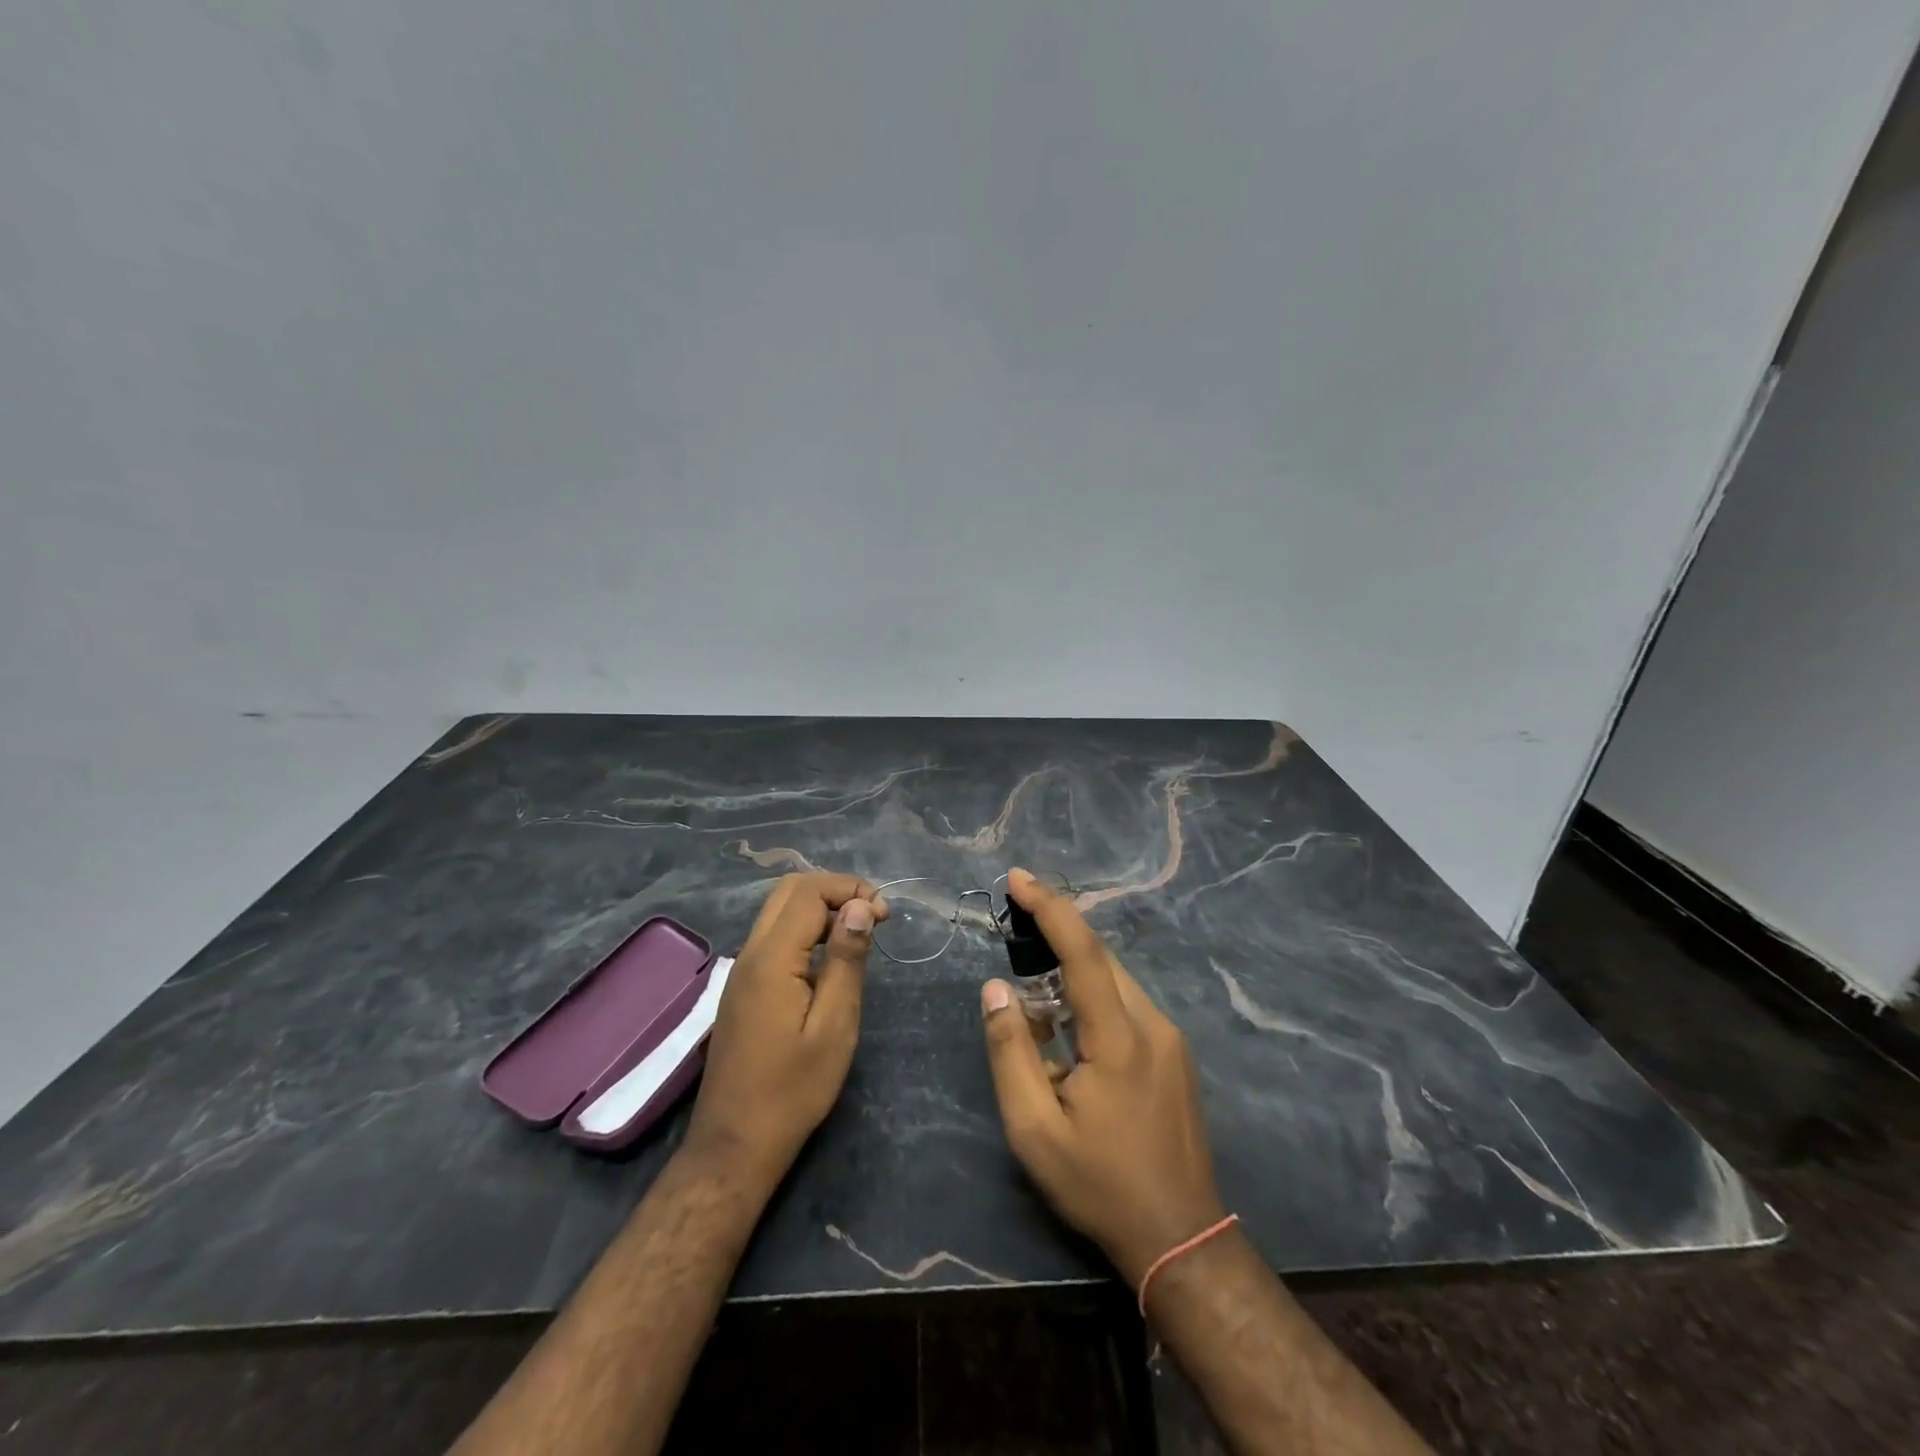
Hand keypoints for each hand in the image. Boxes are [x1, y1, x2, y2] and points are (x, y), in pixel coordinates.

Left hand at [687, 873, 887, 1185]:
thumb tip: (859, 908)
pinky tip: (829, 958)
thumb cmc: (794, 1089)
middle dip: (835, 890)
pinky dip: (805, 929)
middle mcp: (750, 953)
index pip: (810, 893)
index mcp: (772, 959)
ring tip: (857, 934)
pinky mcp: (742, 988)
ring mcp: (741, 970)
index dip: (851, 891)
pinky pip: (773, 936)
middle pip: (789, 891)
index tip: (885, 917)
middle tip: (872, 917)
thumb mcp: (834, 1025)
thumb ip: (846, 960)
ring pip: (779, 911)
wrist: (735, 1143)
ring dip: (820, 908)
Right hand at [980, 868, 1225, 1286]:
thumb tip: (996, 989)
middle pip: (1101, 960)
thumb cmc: (1100, 1185)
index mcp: (1119, 1039)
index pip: (1084, 953)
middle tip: (1014, 929)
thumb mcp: (1035, 1131)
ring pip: (1116, 982)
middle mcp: (1153, 1024)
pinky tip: (1071, 1033)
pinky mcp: (1176, 1055)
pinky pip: (1128, 1006)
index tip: (1018, 877)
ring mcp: (1171, 1039)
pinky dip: (1094, 998)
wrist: (1182, 1237)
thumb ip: (1011, 1053)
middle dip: (1057, 935)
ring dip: (1074, 973)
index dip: (1050, 908)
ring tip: (1035, 1000)